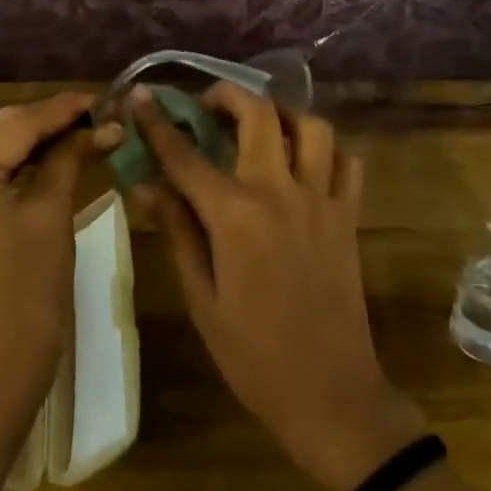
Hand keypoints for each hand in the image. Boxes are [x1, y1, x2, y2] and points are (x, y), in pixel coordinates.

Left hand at [0, 92, 100, 420]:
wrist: (6, 361)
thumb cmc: (32, 286)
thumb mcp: (52, 211)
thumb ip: (71, 156)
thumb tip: (104, 124)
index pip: (17, 125)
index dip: (63, 109)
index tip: (103, 97)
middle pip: (4, 130)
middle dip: (51, 119)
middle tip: (98, 113)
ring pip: (0, 146)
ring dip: (41, 136)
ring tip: (85, 127)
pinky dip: (27, 159)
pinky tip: (59, 152)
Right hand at [130, 84, 426, 490]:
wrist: (331, 396)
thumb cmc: (254, 357)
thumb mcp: (202, 299)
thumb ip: (178, 232)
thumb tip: (146, 185)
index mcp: (235, 217)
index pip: (186, 156)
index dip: (158, 122)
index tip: (141, 96)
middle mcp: (280, 193)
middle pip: (258, 114)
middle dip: (228, 94)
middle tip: (208, 103)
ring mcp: (321, 200)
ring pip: (311, 126)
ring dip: (283, 114)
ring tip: (261, 125)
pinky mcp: (349, 216)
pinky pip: (347, 162)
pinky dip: (327, 151)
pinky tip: (306, 163)